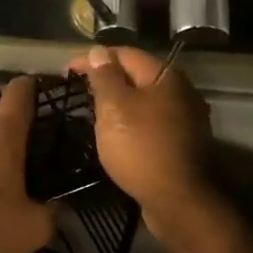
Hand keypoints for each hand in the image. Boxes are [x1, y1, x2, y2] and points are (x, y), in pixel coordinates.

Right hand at [64, 45, 215, 231]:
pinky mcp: (182, 143)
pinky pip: (151, 122)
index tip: (67, 71)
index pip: (125, 54)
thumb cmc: (141, 148)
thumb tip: (99, 51)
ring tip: (94, 111)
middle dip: (108, 79)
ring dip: (120, 102)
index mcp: (165, 77)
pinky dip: (131, 121)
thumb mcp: (115, 108)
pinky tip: (117, 133)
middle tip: (79, 90)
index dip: (94, 58)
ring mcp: (185, 119)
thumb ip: (105, 77)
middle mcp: (181, 91)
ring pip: (145, 100)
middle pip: (138, 75)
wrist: (178, 200)